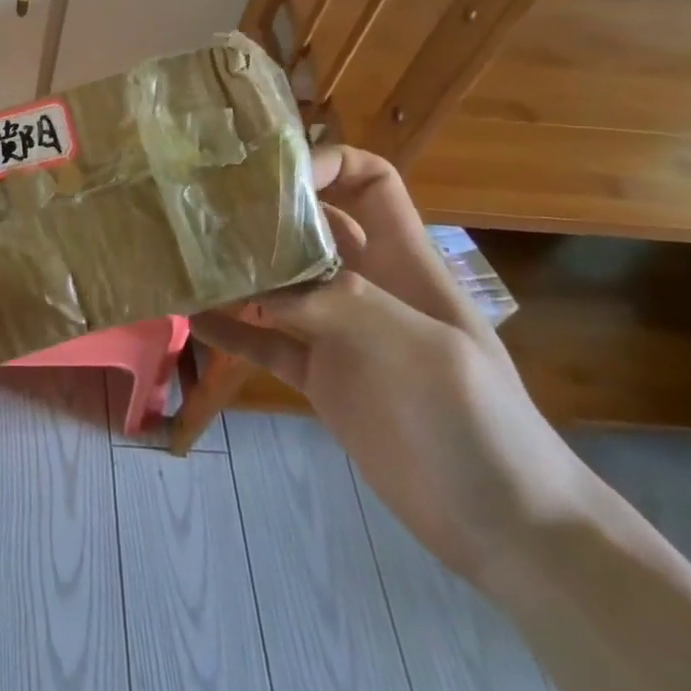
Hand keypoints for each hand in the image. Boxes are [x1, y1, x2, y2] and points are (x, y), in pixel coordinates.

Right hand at [199, 147, 601, 591]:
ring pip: (280, 285)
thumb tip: (259, 283)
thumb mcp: (417, 348)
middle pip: (312, 228)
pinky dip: (232, 330)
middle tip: (204, 213)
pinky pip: (266, 342)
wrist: (503, 526)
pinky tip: (191, 318)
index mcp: (403, 262)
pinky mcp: (320, 378)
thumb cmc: (474, 421)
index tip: (271, 177)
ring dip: (239, 272)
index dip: (327, 164)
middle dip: (264, 214)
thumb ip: (340, 303)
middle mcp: (366, 286)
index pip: (370, 183)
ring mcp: (340, 333)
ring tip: (186, 260)